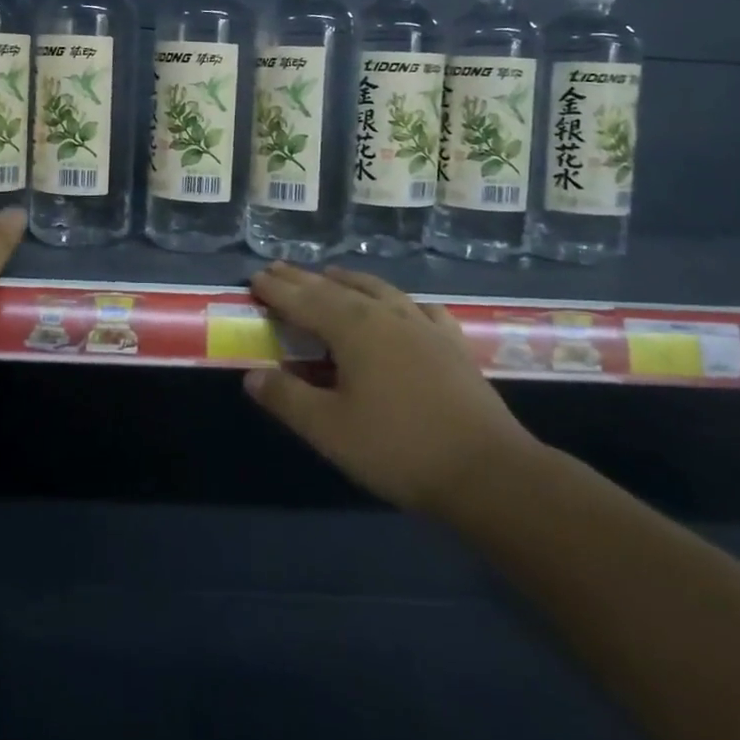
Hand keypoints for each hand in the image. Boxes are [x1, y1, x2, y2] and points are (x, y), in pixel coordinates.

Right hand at [244, 264, 540, 516]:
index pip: (305, 301)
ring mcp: (424, 325)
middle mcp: (387, 315)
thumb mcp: (330, 430)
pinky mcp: (452, 344)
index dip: (278, 290)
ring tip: (330, 274)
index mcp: (354, 329)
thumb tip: (252, 375)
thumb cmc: (399, 448)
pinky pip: (419, 308)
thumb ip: (287, 398)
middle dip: (304, 279)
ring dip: (348, 280)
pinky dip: (398, 301)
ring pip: (378, 290)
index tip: (255, 277)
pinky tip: (403, 306)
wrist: (487, 470)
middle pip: (336, 289)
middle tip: (278, 269)